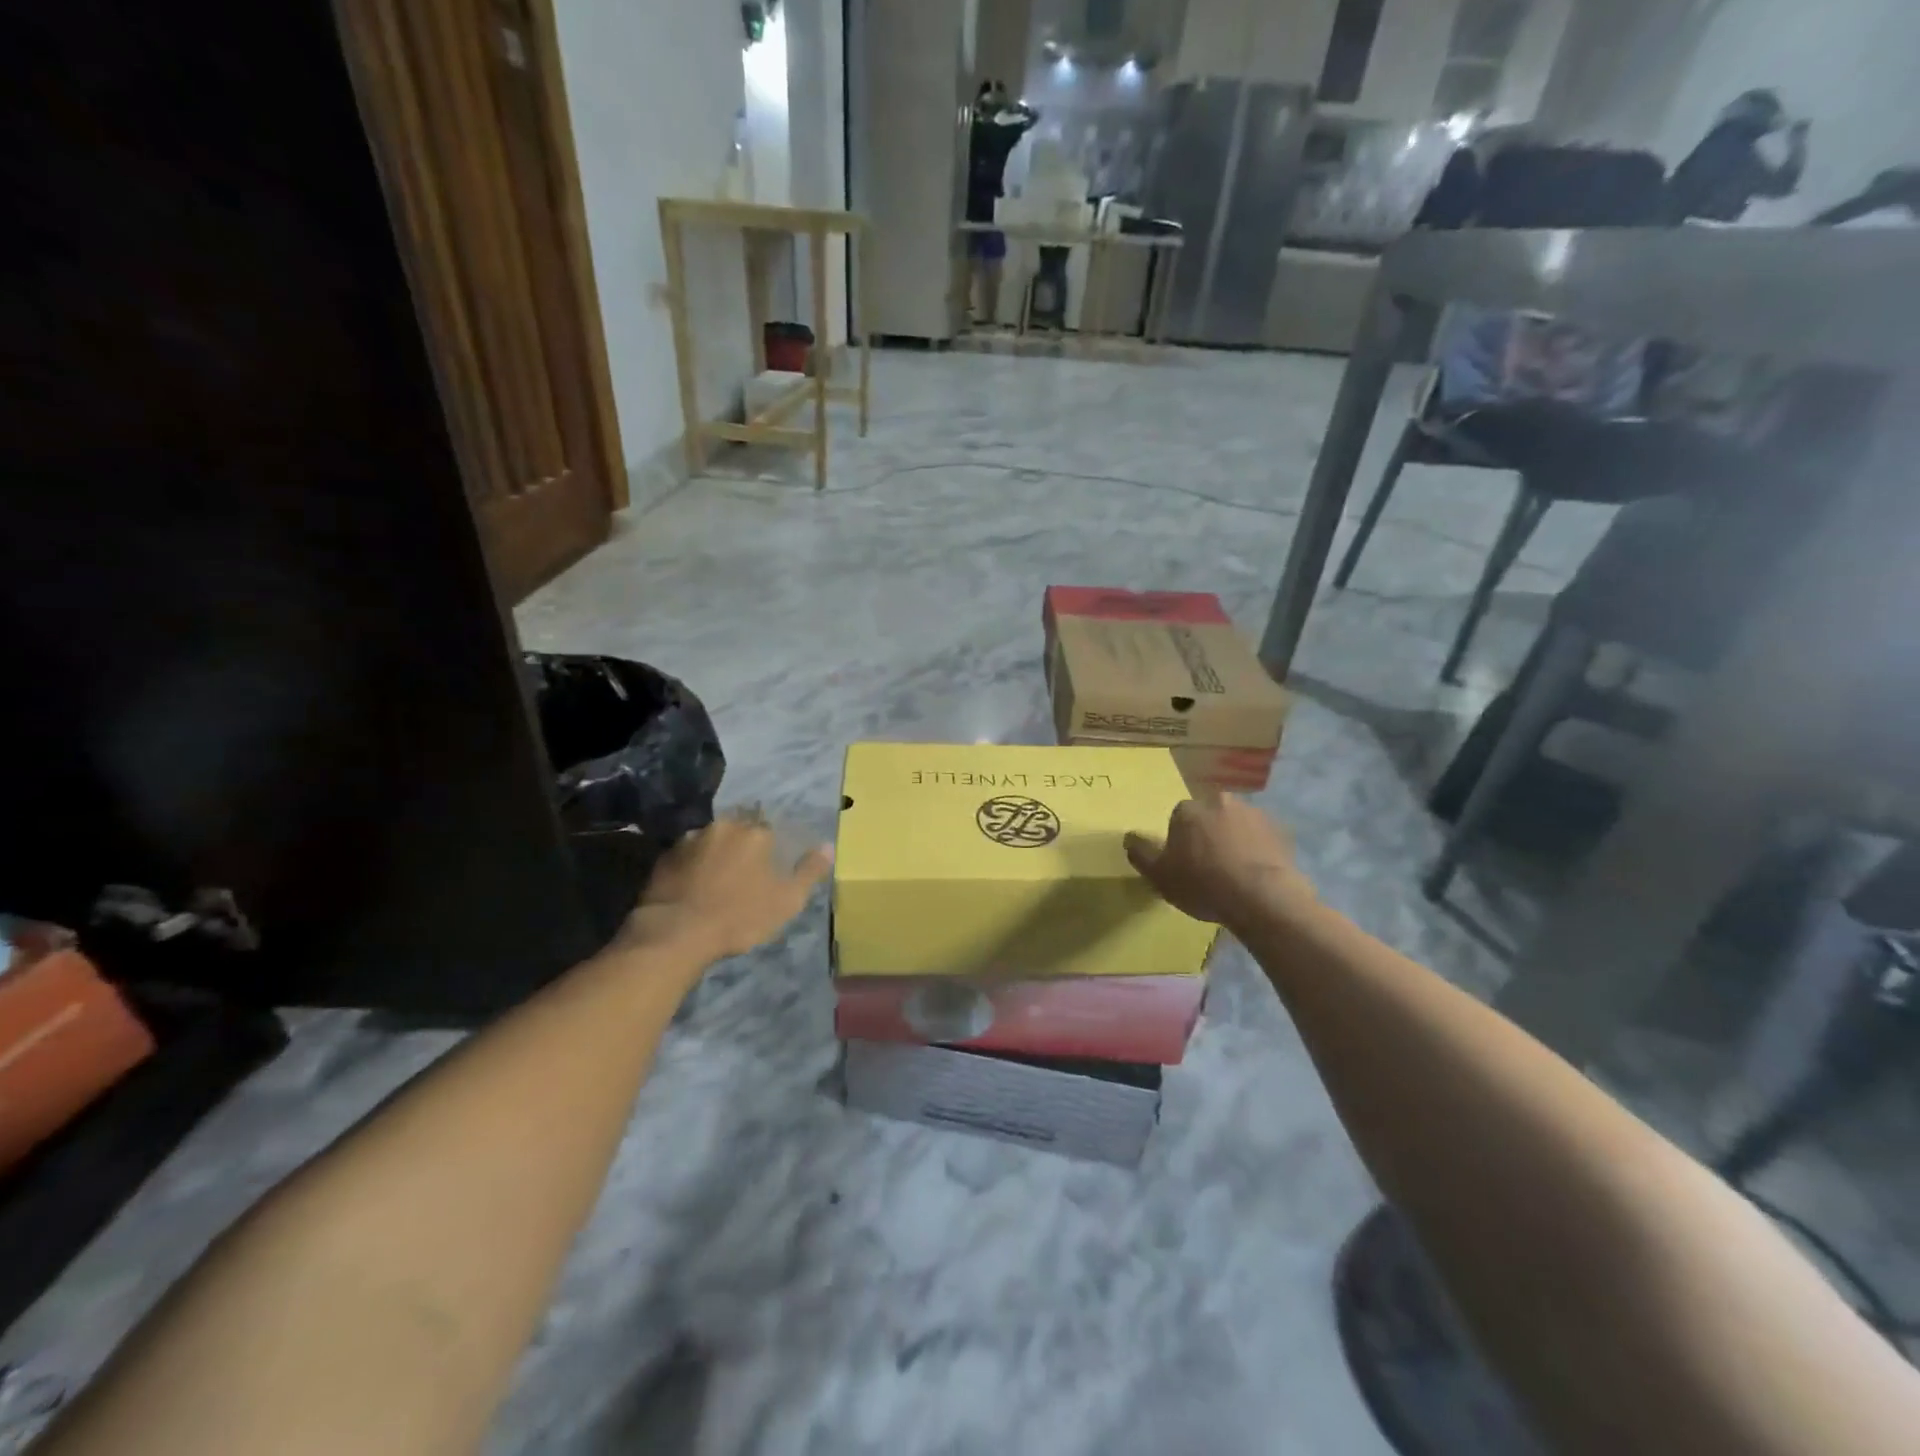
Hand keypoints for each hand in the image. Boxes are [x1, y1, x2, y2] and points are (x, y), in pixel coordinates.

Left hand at [618, 815, 831, 961]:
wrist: (676, 933)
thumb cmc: (739, 917)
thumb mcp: (787, 900)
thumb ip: (809, 871)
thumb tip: (828, 845)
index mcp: (756, 833)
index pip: (769, 828)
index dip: (770, 847)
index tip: (768, 866)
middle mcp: (723, 826)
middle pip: (738, 829)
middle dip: (742, 845)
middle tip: (743, 872)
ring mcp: (690, 839)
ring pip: (710, 840)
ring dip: (715, 853)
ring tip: (715, 880)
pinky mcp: (664, 857)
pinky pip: (686, 855)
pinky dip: (692, 866)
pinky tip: (692, 886)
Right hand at [1124, 795, 1314, 934]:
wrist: (1263, 898)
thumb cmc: (1203, 884)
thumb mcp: (1159, 875)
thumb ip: (1140, 853)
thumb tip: (1129, 836)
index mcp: (1188, 809)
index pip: (1178, 818)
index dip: (1180, 841)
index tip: (1184, 863)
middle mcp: (1220, 801)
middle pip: (1209, 816)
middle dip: (1208, 835)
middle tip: (1209, 867)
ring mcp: (1254, 814)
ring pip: (1237, 825)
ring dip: (1234, 841)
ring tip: (1235, 874)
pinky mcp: (1282, 832)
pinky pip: (1262, 839)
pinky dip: (1257, 851)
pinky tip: (1255, 876)